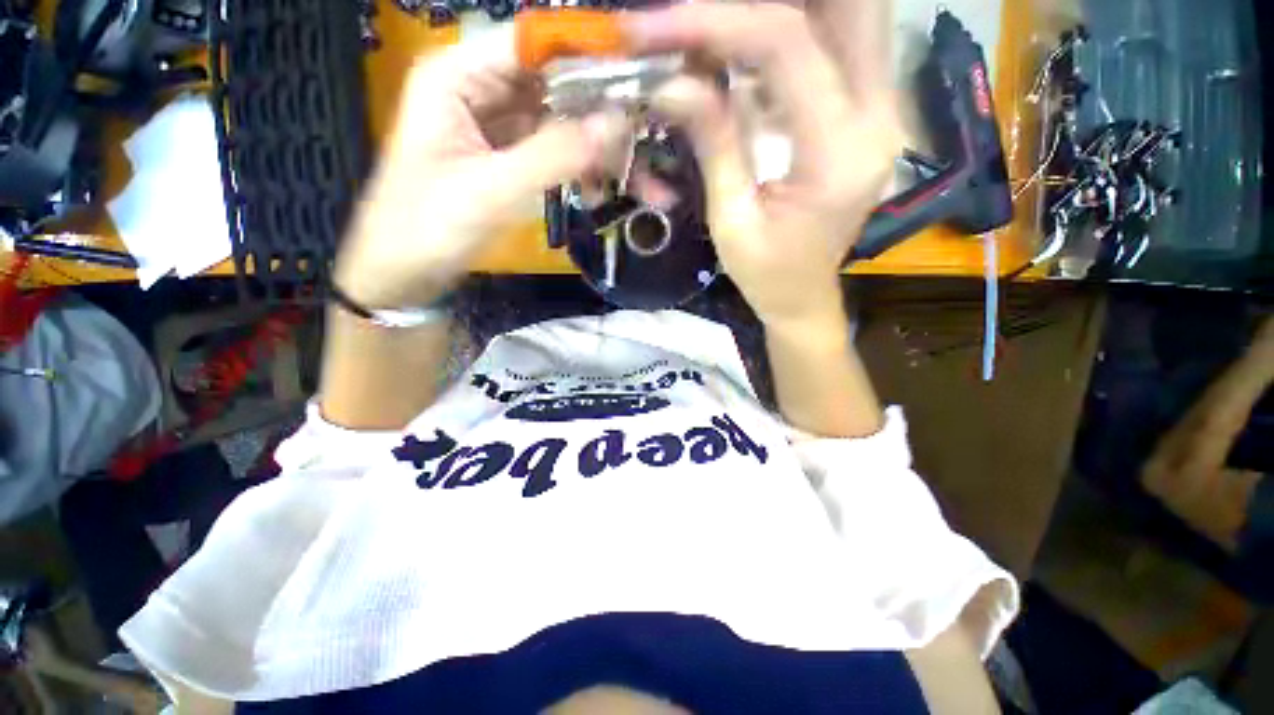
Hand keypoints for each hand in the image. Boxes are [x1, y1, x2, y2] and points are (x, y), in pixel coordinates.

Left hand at [334, 31, 624, 308]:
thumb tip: (615, 124)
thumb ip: (553, 155)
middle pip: (553, 84)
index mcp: (457, 76)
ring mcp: (495, 126)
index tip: (637, 77)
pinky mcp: (507, 159)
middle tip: (648, 134)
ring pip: (559, 122)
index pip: (531, 45)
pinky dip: (580, 170)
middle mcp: (478, 89)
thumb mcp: (491, 191)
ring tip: (640, 175)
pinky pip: (553, 153)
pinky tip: (605, 190)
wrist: (404, 272)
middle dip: (601, 111)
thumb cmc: (428, 226)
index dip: (586, 55)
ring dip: (597, 148)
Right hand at [627, 2, 903, 328]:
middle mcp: (878, 117)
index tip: (656, 26)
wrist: (803, 296)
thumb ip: (713, 143)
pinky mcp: (869, 112)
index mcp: (839, 155)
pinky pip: (843, 42)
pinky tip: (747, 44)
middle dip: (764, 1)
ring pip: (852, 14)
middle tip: (700, 15)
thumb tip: (672, 82)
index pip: (786, 47)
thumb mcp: (730, 220)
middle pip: (845, 6)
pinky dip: (796, 30)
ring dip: (786, 10)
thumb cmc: (766, 274)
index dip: (717, 21)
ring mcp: (883, 109)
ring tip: (720, 28)